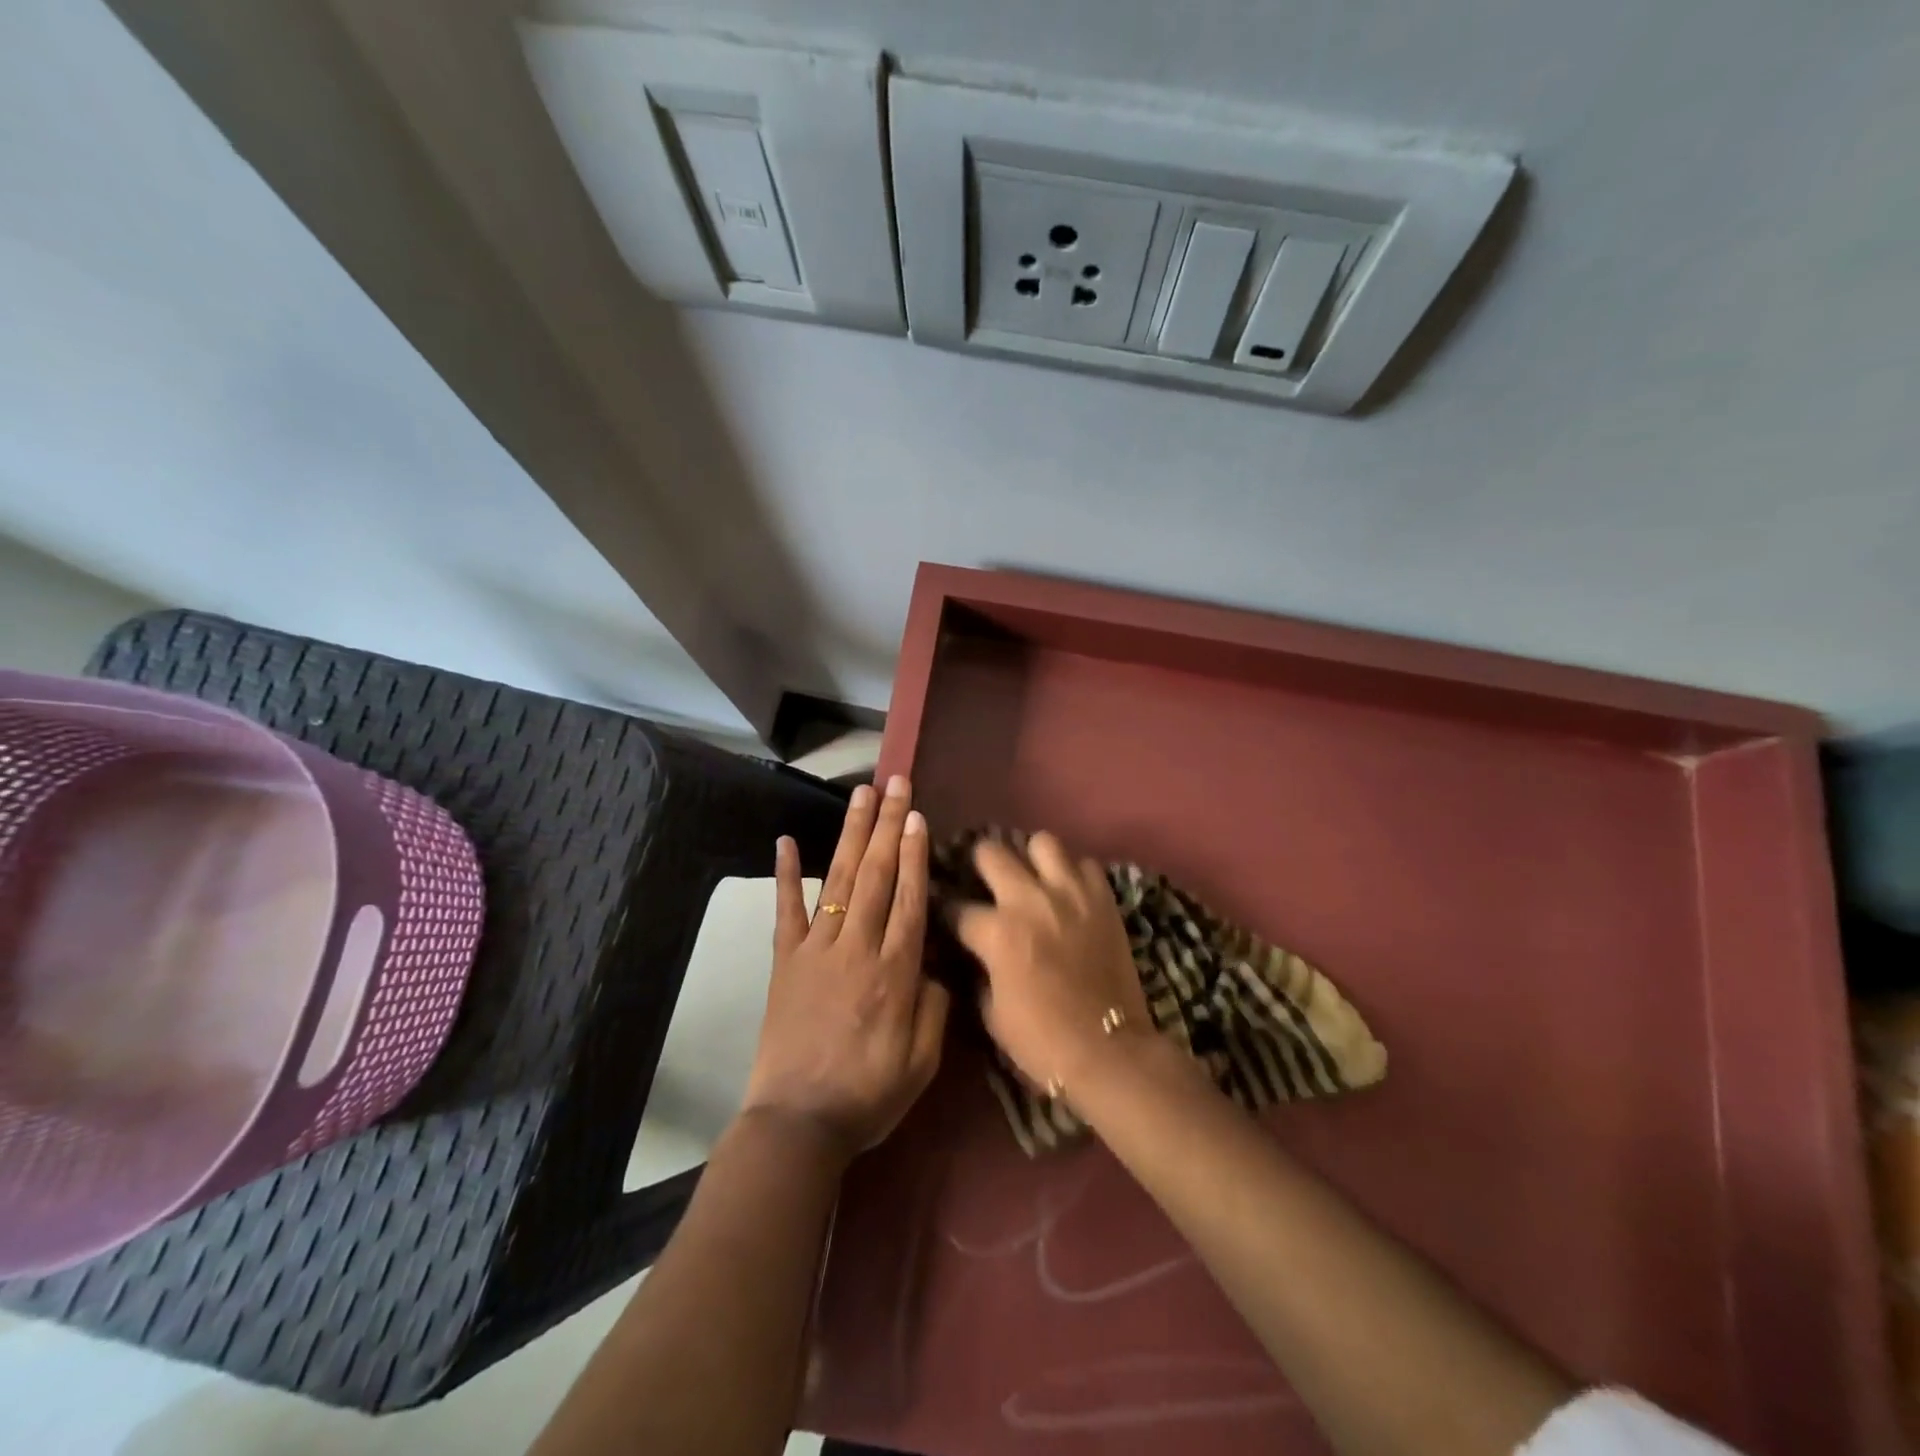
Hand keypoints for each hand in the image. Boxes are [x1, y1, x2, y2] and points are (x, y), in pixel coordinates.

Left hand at [741, 777, 949, 1160]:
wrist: (798, 1124)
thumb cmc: (869, 1095)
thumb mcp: (923, 1062)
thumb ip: (935, 1006)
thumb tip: (934, 964)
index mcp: (895, 972)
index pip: (909, 898)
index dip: (914, 854)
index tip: (917, 816)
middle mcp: (857, 948)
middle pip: (877, 875)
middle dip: (888, 826)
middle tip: (896, 785)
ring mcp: (816, 950)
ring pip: (839, 879)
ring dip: (852, 834)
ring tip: (862, 795)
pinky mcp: (785, 961)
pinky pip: (785, 910)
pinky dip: (785, 873)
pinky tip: (785, 840)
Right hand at [952, 833, 1150, 1091]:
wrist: (1109, 1051)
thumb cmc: (1042, 1041)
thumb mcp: (991, 1013)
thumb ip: (979, 972)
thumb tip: (976, 954)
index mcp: (997, 932)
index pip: (957, 906)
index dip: (947, 911)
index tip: (947, 913)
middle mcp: (1029, 900)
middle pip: (992, 852)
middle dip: (981, 865)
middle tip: (987, 881)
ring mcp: (1070, 893)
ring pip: (1043, 842)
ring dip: (1032, 859)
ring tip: (1034, 878)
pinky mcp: (1103, 898)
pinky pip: (1085, 864)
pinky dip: (1074, 875)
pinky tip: (1070, 894)